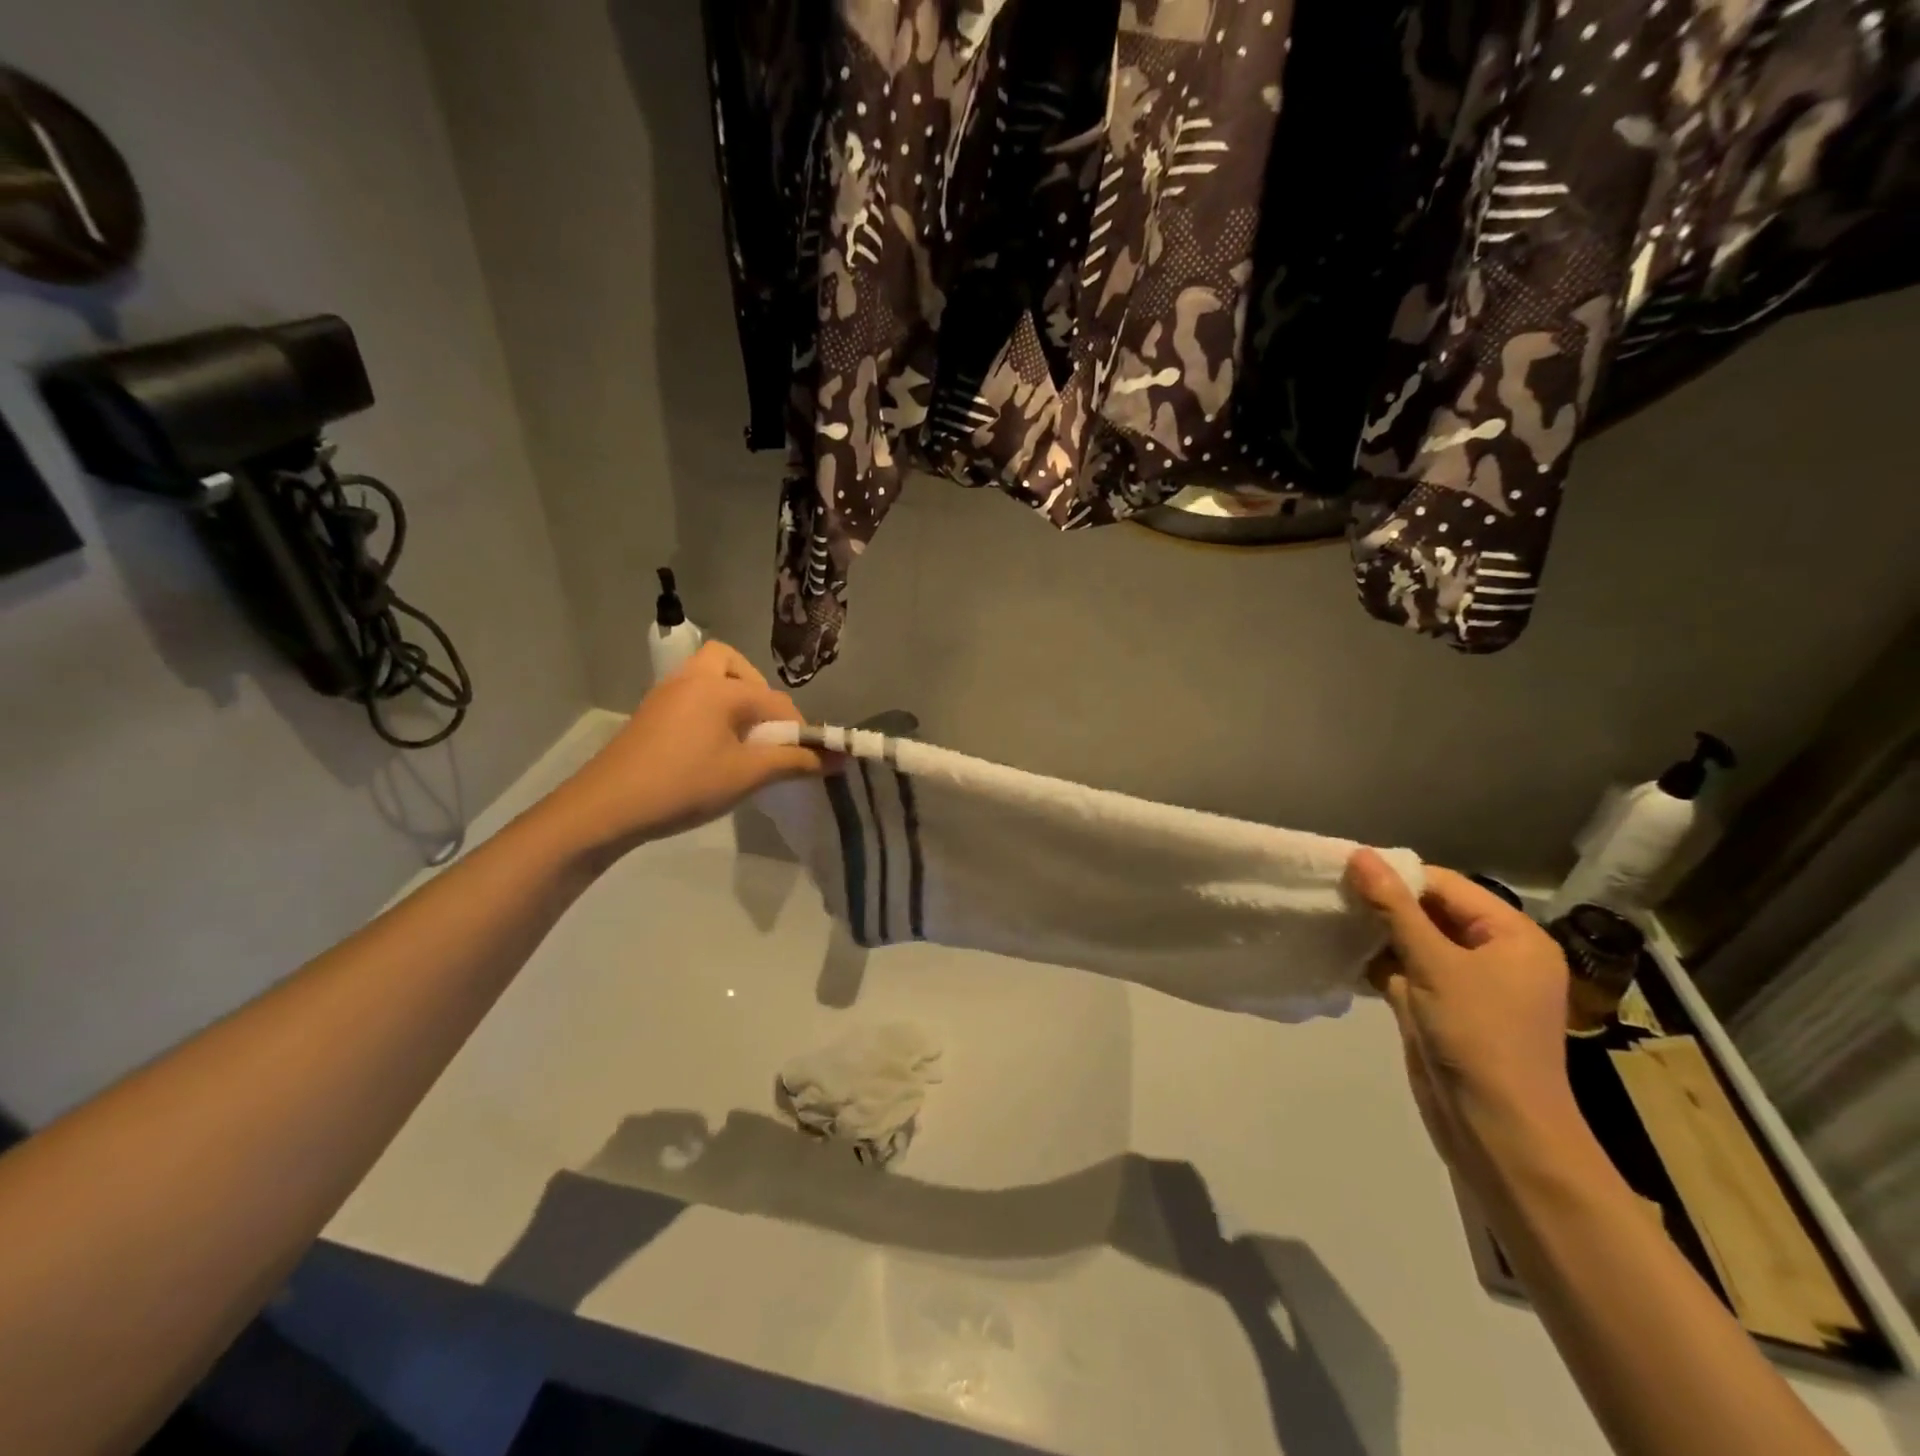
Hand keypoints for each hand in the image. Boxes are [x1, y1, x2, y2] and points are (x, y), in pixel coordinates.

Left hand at [539, 641, 834, 860]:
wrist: (606, 807)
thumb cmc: (684, 785)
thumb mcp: (747, 775)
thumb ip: (795, 762)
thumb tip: (839, 758)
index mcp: (720, 688)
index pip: (776, 700)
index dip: (798, 729)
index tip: (807, 758)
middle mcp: (693, 678)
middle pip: (731, 662)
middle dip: (756, 689)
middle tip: (764, 727)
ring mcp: (666, 694)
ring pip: (707, 677)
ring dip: (731, 696)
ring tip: (741, 737)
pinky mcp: (650, 714)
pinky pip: (690, 695)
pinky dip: (709, 708)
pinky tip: (711, 747)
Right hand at [1346, 850, 1579, 1174]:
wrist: (1497, 1131)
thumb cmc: (1478, 1037)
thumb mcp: (1435, 964)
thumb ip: (1394, 907)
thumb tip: (1360, 854)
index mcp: (1511, 936)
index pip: (1446, 886)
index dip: (1397, 876)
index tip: (1343, 871)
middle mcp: (1494, 954)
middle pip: (1429, 911)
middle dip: (1382, 904)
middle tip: (1330, 892)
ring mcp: (1466, 985)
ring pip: (1412, 942)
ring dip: (1374, 933)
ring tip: (1328, 917)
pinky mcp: (1440, 1009)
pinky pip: (1404, 971)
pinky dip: (1375, 963)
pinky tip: (1339, 952)